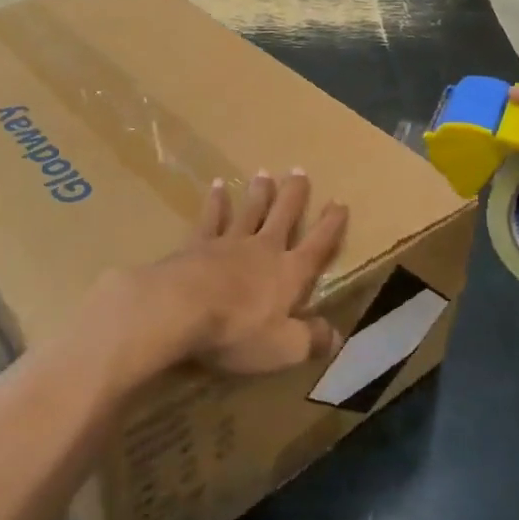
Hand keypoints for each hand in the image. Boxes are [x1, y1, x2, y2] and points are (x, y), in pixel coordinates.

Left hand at [83, 172, 348, 382]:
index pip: (317, 246)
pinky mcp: (197, 244)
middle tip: (299, 171)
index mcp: (289, 274)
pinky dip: (216, 202)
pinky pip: (211, 218)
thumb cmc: (237, 331)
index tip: (339, 203)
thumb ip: (311, 340)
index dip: (331, 226)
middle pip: (283, 216)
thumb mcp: (284, 348)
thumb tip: (336, 337)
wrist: (179, 309)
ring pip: (249, 211)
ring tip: (263, 173)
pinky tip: (216, 186)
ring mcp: (229, 243)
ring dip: (258, 193)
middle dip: (294, 195)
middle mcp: (263, 250)